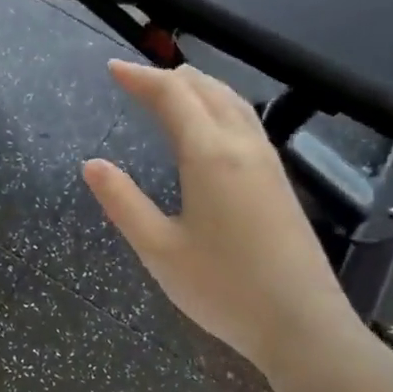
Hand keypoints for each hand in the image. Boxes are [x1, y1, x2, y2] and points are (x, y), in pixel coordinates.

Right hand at [82, 60, 392, 391]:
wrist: (301, 323)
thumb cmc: (222, 288)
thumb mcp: (158, 249)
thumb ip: (123, 202)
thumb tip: (91, 164)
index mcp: (209, 156)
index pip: (172, 96)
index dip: (140, 78)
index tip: (112, 68)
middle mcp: (242, 146)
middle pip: (206, 89)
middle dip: (168, 77)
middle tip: (134, 79)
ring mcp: (268, 161)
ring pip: (232, 102)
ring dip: (198, 87)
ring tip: (169, 90)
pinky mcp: (279, 180)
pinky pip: (246, 121)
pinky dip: (218, 106)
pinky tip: (209, 126)